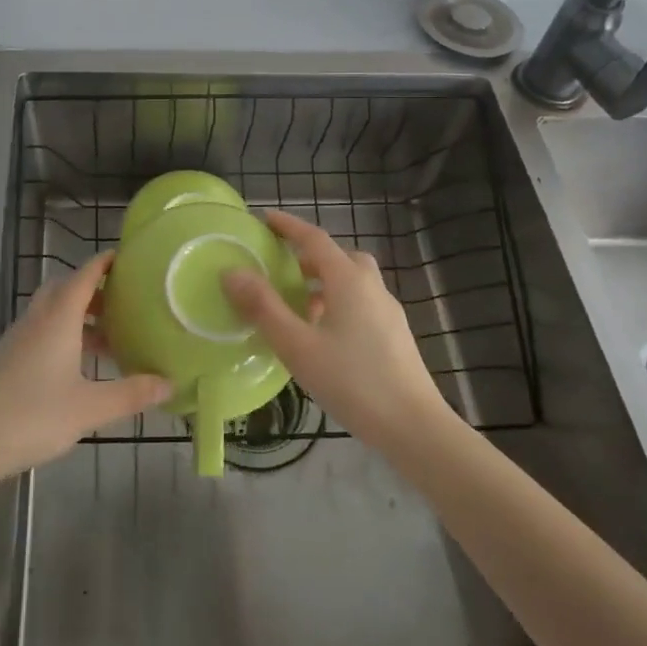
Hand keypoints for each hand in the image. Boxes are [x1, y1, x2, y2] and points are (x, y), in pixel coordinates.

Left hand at [0, 251, 170, 483]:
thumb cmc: (35, 416)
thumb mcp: (91, 408)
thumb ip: (131, 393)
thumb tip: (169, 383)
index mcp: (58, 318)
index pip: (84, 275)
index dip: (105, 263)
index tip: (128, 258)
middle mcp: (37, 319)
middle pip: (66, 288)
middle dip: (94, 289)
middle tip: (123, 303)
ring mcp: (19, 338)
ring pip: (52, 311)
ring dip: (79, 315)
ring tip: (108, 340)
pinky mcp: (9, 358)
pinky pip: (41, 330)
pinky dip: (64, 334)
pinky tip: (78, 366)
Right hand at [222, 211, 451, 452]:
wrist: (414, 427)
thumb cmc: (352, 381)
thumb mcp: (297, 346)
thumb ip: (263, 307)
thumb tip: (232, 272)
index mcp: (348, 280)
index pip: (314, 239)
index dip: (289, 226)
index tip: (265, 218)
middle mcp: (371, 287)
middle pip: (339, 257)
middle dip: (309, 256)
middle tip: (282, 268)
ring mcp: (388, 311)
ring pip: (353, 281)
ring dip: (325, 282)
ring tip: (298, 305)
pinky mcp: (395, 335)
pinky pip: (362, 303)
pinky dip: (339, 303)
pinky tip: (324, 335)